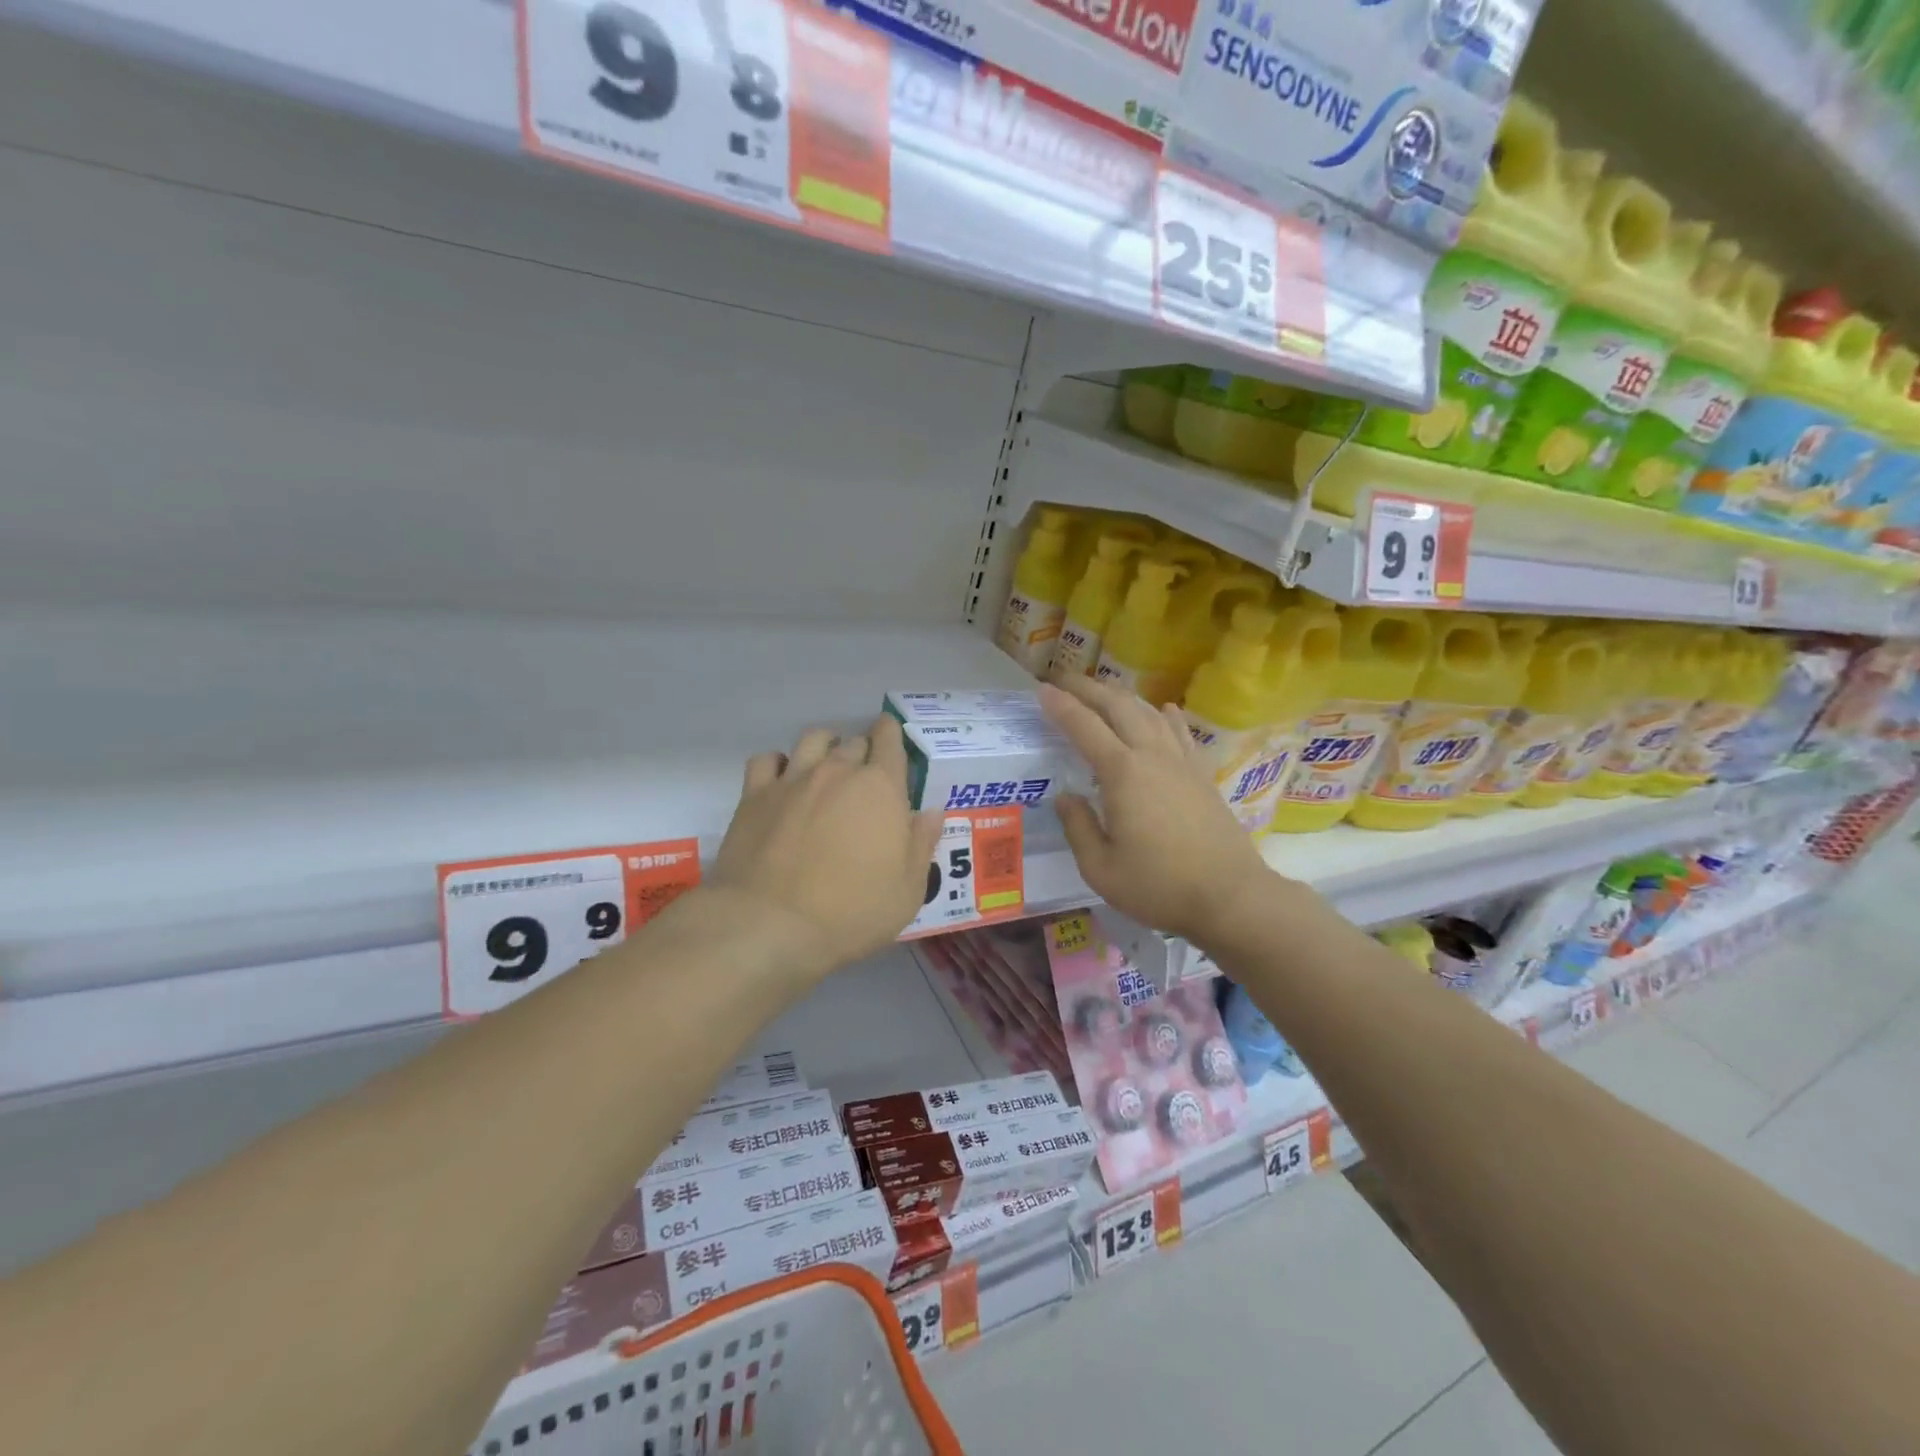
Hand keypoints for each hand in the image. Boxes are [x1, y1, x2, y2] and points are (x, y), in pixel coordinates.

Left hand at [708, 715, 943, 979]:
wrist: (769, 925)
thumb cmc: (851, 913)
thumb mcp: (907, 891)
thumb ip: (921, 844)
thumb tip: (931, 811)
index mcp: (881, 788)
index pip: (890, 742)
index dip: (892, 734)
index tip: (891, 737)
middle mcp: (837, 771)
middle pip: (854, 742)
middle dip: (863, 751)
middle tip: (864, 775)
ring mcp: (792, 780)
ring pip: (812, 740)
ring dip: (825, 746)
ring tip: (826, 766)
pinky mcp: (754, 795)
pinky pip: (767, 760)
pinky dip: (779, 764)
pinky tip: (782, 782)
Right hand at [1038, 676, 1278, 943]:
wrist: (1231, 896)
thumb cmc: (1159, 886)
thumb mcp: (1100, 868)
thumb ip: (1078, 828)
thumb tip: (1066, 797)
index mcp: (1122, 773)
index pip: (1084, 727)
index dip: (1060, 705)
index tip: (1041, 689)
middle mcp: (1151, 755)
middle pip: (1118, 706)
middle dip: (1088, 688)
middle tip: (1064, 680)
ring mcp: (1181, 762)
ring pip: (1149, 712)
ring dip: (1123, 696)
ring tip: (1103, 692)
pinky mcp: (1202, 774)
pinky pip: (1181, 732)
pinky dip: (1167, 715)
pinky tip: (1164, 709)